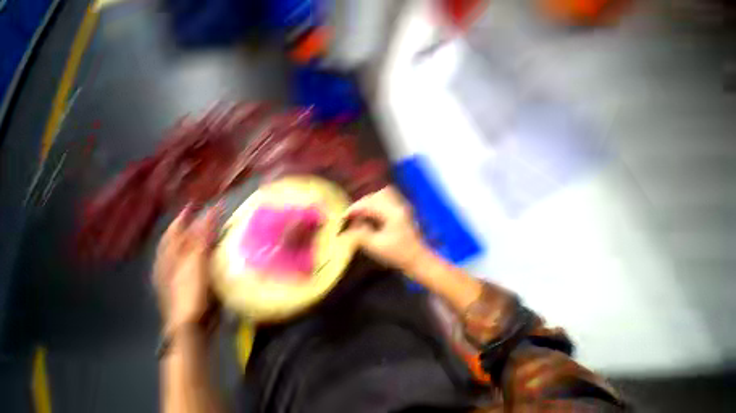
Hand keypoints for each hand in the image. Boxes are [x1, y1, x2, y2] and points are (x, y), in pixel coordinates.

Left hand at [154, 204, 220, 334]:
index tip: (199, 202)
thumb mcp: (194, 264)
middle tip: (209, 212)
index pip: (177, 230)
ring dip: (200, 235)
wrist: (190, 325)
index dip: (187, 216)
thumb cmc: (190, 292)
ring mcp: (181, 272)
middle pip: (181, 237)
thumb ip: (201, 240)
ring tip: (213, 226)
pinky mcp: (192, 280)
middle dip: (193, 223)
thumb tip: (208, 216)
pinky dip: (206, 249)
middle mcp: (171, 262)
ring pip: (189, 248)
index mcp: (169, 256)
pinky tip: (215, 248)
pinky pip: (199, 258)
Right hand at [340, 186, 429, 271]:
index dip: (355, 209)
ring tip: (361, 213)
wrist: (418, 260)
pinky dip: (377, 203)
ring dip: (370, 201)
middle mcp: (398, 206)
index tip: (344, 217)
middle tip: (353, 215)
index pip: (370, 204)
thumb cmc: (398, 255)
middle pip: (377, 195)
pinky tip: (372, 214)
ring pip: (383, 194)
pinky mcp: (403, 210)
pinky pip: (388, 199)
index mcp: (393, 213)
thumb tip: (349, 227)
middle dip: (362, 203)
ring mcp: (402, 206)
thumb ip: (361, 235)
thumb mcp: (376, 247)